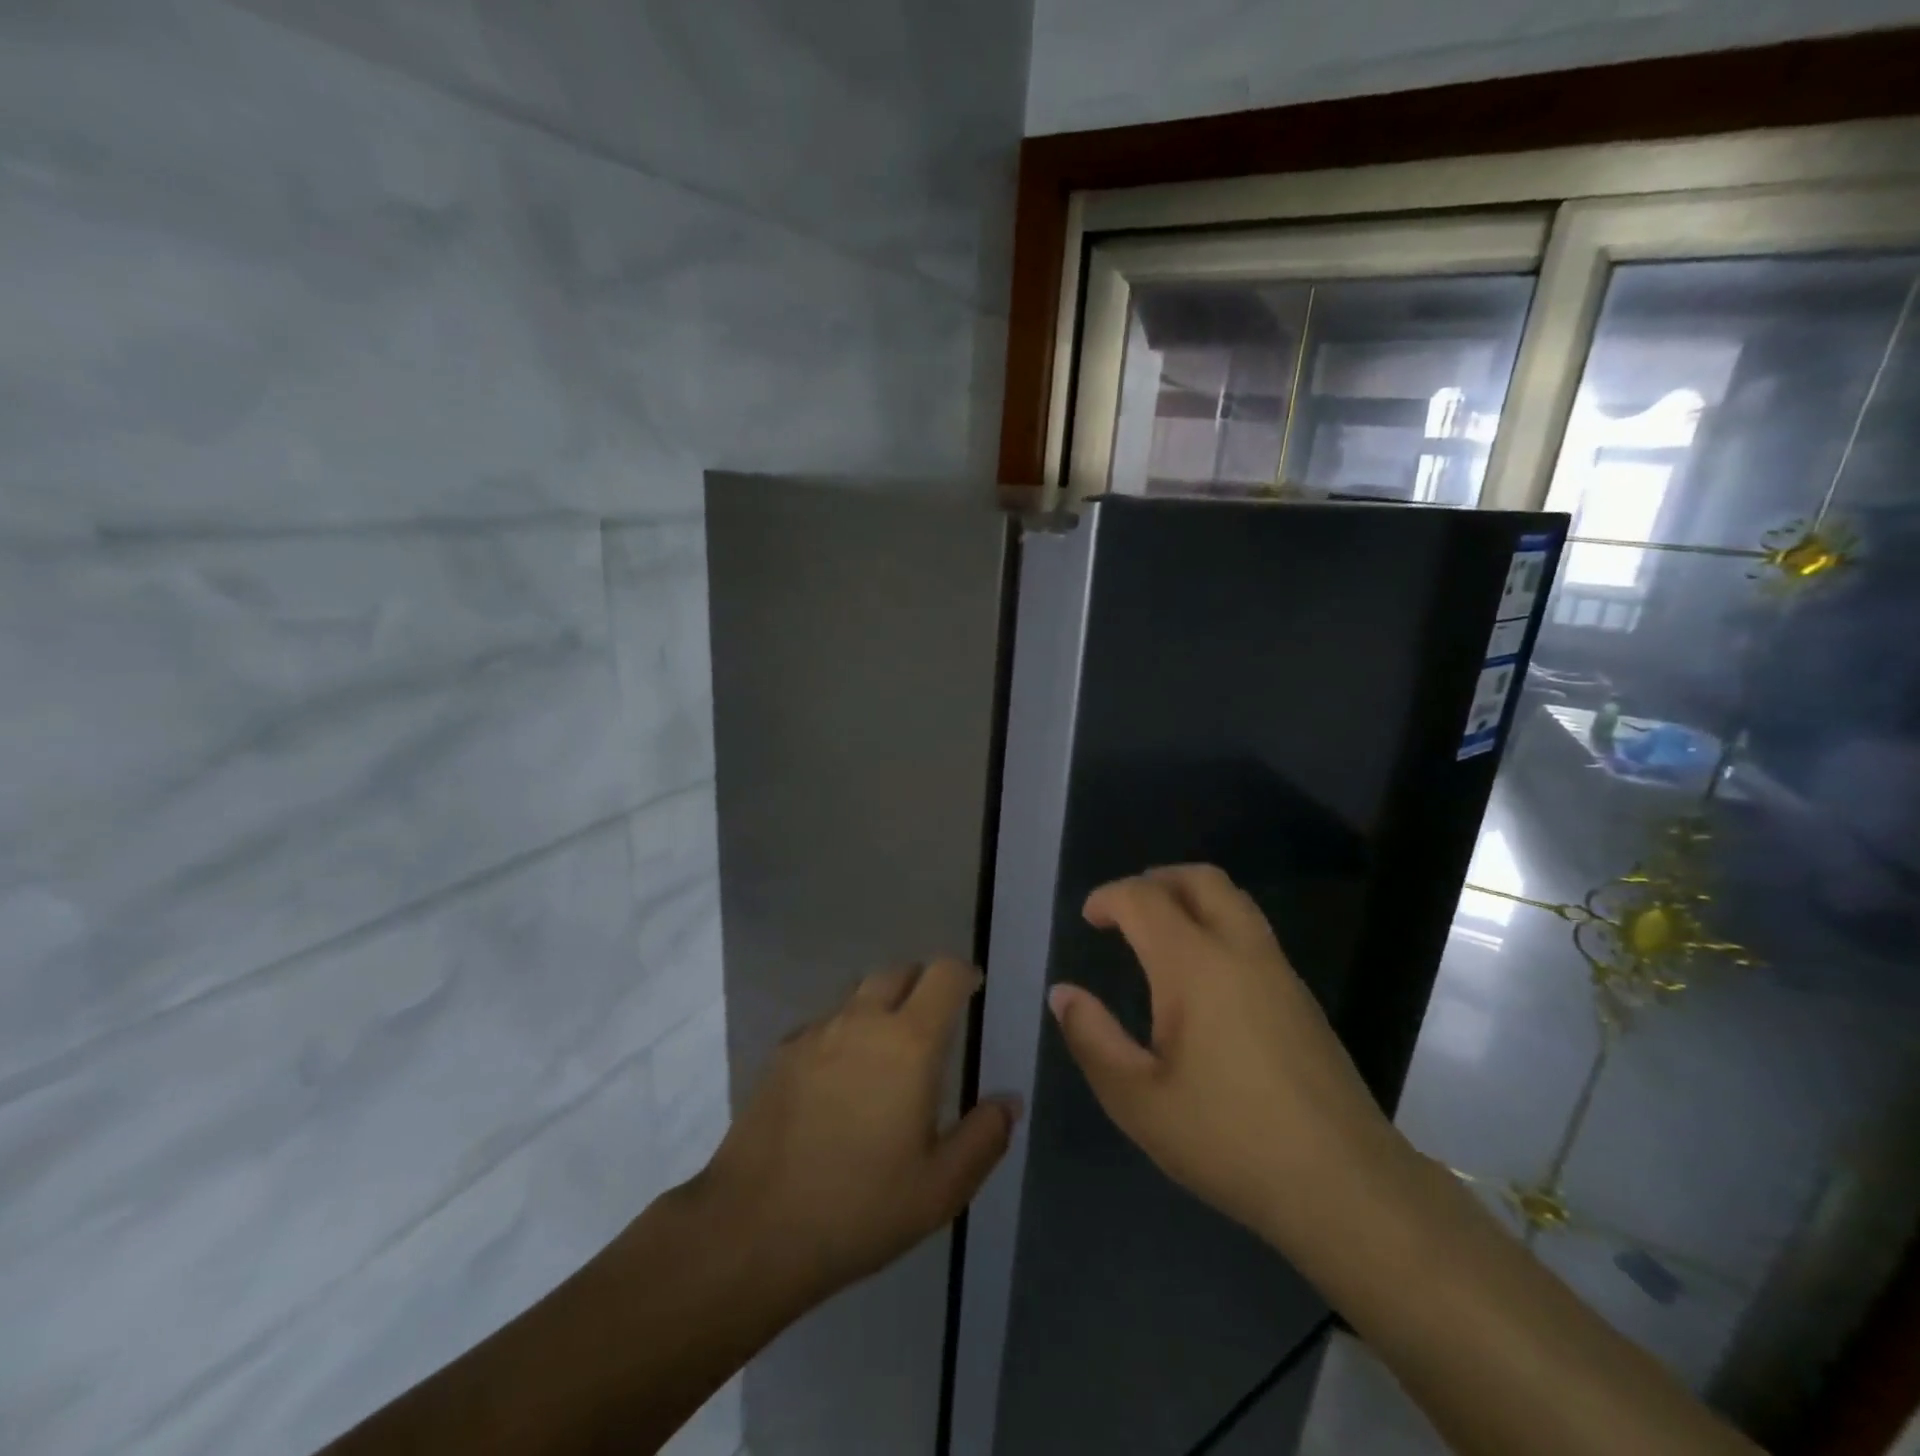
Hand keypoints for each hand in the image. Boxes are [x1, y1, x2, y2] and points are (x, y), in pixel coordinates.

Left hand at [692, 960, 1017, 1310]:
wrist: (753, 1228)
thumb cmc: (860, 1208)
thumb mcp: (941, 1189)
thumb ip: (984, 1137)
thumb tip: (1009, 1100)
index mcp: (909, 1042)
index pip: (944, 974)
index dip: (964, 973)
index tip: (974, 988)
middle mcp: (862, 1020)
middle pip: (898, 972)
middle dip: (922, 984)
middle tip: (935, 1022)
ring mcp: (816, 1033)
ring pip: (858, 995)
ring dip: (881, 1007)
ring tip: (887, 1054)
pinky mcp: (782, 1054)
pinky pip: (825, 1024)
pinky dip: (844, 1033)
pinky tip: (840, 1081)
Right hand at [1049, 865, 1409, 1250]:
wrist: (1345, 1186)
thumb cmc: (1229, 1140)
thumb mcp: (1138, 1100)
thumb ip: (1093, 1038)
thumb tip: (1063, 993)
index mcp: (1194, 965)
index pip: (1144, 898)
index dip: (1109, 897)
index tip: (1089, 919)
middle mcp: (1240, 950)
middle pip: (1199, 879)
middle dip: (1155, 880)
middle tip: (1125, 911)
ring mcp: (1279, 971)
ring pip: (1233, 901)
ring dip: (1190, 898)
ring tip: (1159, 933)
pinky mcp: (1301, 998)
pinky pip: (1252, 932)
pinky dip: (1217, 925)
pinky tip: (1202, 977)